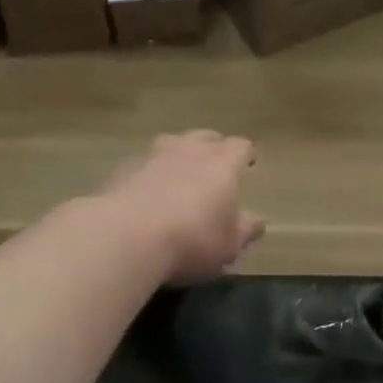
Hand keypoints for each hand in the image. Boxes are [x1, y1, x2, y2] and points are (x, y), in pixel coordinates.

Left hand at [95, 132, 262, 283]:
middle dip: (213, 148)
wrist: (127, 236)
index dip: (245, 154)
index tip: (248, 162)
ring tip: (179, 172)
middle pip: (206, 137)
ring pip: (172, 143)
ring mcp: (154, 154)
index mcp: (222, 163)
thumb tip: (257, 221)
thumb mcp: (229, 245)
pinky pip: (144, 162)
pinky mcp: (124, 168)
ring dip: (179, 154)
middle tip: (214, 166)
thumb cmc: (191, 240)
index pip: (240, 146)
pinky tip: (147, 191)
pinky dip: (150, 171)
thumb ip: (245, 230)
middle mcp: (189, 149)